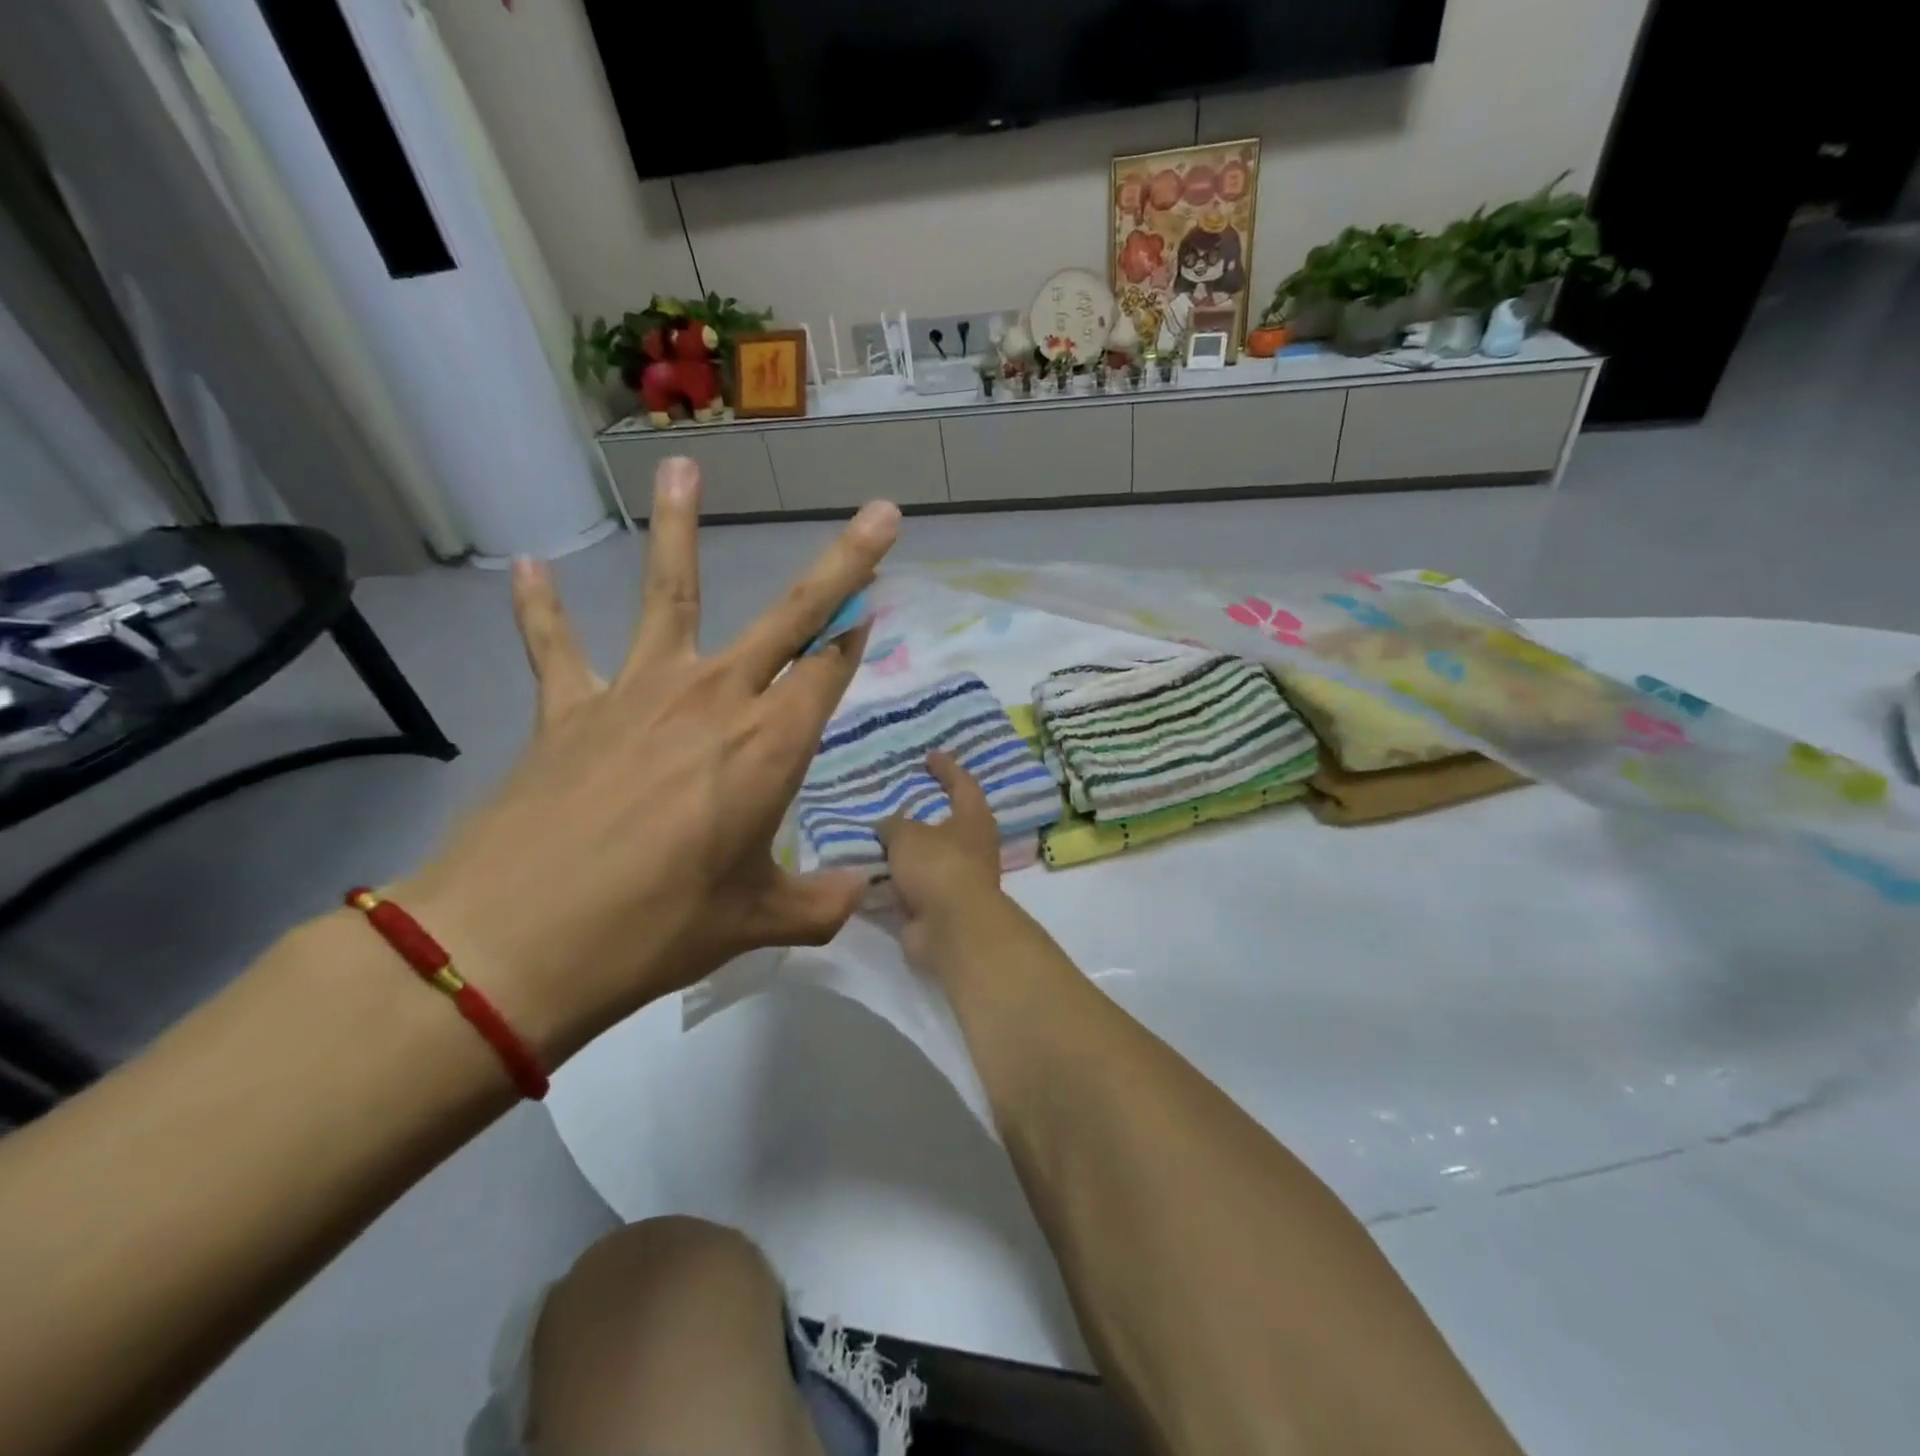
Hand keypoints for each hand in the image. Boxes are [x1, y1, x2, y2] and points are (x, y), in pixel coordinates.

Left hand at [399, 458, 899, 1062]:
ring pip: (669, 595)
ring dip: (679, 528)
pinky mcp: (568, 709)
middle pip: (791, 615)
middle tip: (880, 513)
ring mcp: (638, 694)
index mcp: (769, 746)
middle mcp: (715, 699)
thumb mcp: (753, 922)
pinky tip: (531, 566)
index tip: (875, 607)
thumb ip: (819, 903)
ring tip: (684, 467)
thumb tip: (862, 893)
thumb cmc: (652, 930)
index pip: (829, 671)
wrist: (511, 945)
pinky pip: (556, 647)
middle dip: (844, 565)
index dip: (857, 640)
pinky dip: (540, 608)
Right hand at [876, 752, 1007, 970]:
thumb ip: (894, 825)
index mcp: (972, 819)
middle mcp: (970, 847)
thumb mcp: (907, 834)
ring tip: (872, 837)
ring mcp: (955, 879)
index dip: (946, 768)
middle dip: (922, 813)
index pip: (962, 784)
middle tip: (894, 799)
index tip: (930, 755)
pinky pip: (910, 887)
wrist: (951, 929)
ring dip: (904, 851)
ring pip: (925, 858)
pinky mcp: (937, 907)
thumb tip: (888, 828)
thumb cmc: (938, 866)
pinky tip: (866, 872)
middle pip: (946, 822)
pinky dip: (892, 881)